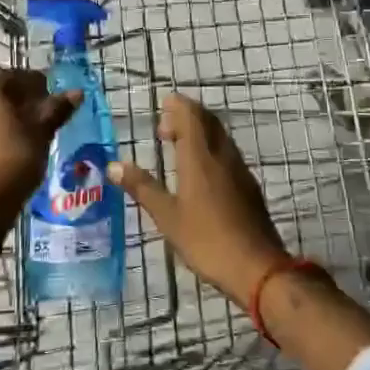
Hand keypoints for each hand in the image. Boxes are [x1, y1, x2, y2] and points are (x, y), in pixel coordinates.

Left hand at [0, 69, 81, 221]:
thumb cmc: (17, 157)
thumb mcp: (42, 131)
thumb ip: (57, 109)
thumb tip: (77, 92)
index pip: (10, 75)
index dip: (31, 79)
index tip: (49, 89)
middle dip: (22, 97)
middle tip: (44, 108)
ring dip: (11, 115)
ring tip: (34, 128)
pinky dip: (1, 131)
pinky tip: (17, 145)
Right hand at [109, 94, 288, 309]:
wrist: (256, 267)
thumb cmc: (206, 240)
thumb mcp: (167, 216)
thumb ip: (142, 187)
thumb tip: (113, 165)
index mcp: (200, 158)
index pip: (191, 117)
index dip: (179, 106)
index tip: (164, 103)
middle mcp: (222, 156)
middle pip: (208, 122)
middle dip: (188, 116)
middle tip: (165, 126)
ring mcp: (239, 170)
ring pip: (220, 137)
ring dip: (201, 132)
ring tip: (179, 145)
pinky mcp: (249, 186)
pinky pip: (228, 154)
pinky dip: (212, 149)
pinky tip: (201, 170)